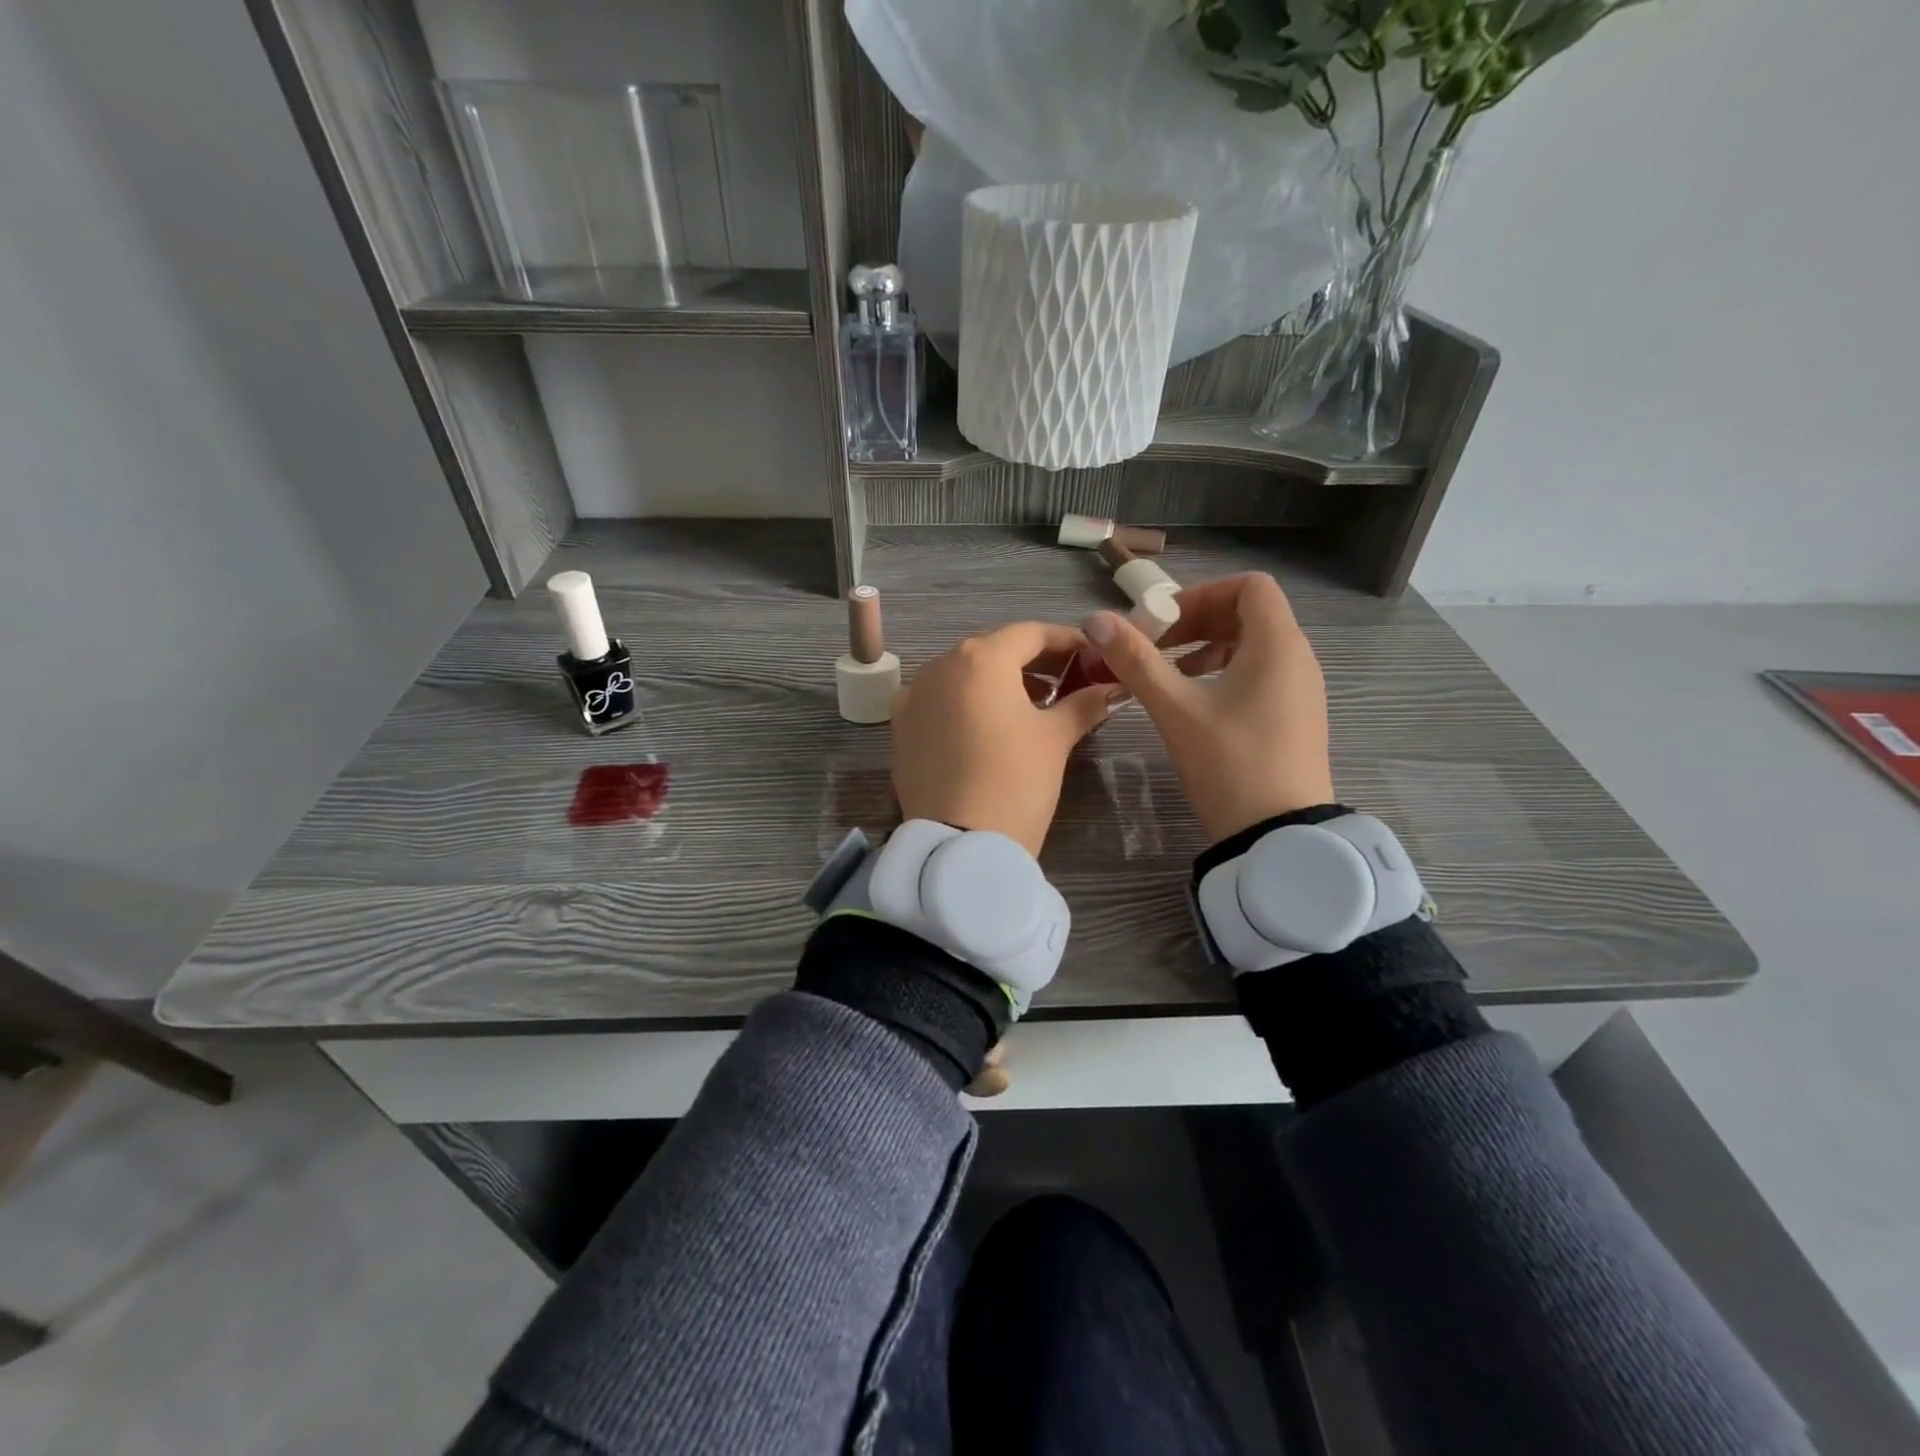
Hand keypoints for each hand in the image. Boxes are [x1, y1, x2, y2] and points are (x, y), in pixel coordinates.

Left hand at [892, 622, 1121, 856]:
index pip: (1030, 633)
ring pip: (962, 675)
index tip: (1093, 656)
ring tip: (1034, 705)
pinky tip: (988, 728)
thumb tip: (1113, 689)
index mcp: (979, 658)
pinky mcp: (900, 729)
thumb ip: (1084, 704)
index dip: (1066, 641)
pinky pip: (939, 702)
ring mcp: (913, 698)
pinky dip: (967, 704)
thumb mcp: (1055, 739)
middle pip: (993, 650)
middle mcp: (938, 667)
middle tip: (1068, 680)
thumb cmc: (1015, 781)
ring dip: (998, 682)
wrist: (959, 846)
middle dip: (1032, 661)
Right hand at [1084, 573, 1333, 843]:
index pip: (1249, 586)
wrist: (1278, 836)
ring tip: (1171, 673)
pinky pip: (1262, 673)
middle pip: (1249, 613)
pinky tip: (1196, 702)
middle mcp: (1298, 658)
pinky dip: (1226, 672)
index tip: (1164, 622)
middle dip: (1198, 620)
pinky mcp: (1296, 716)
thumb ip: (1135, 660)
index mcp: (1278, 644)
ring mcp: (1301, 689)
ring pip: (1254, 645)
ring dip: (1209, 647)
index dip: (1202, 593)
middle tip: (1156, 646)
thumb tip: (1095, 620)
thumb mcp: (1176, 709)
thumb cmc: (1229, 763)